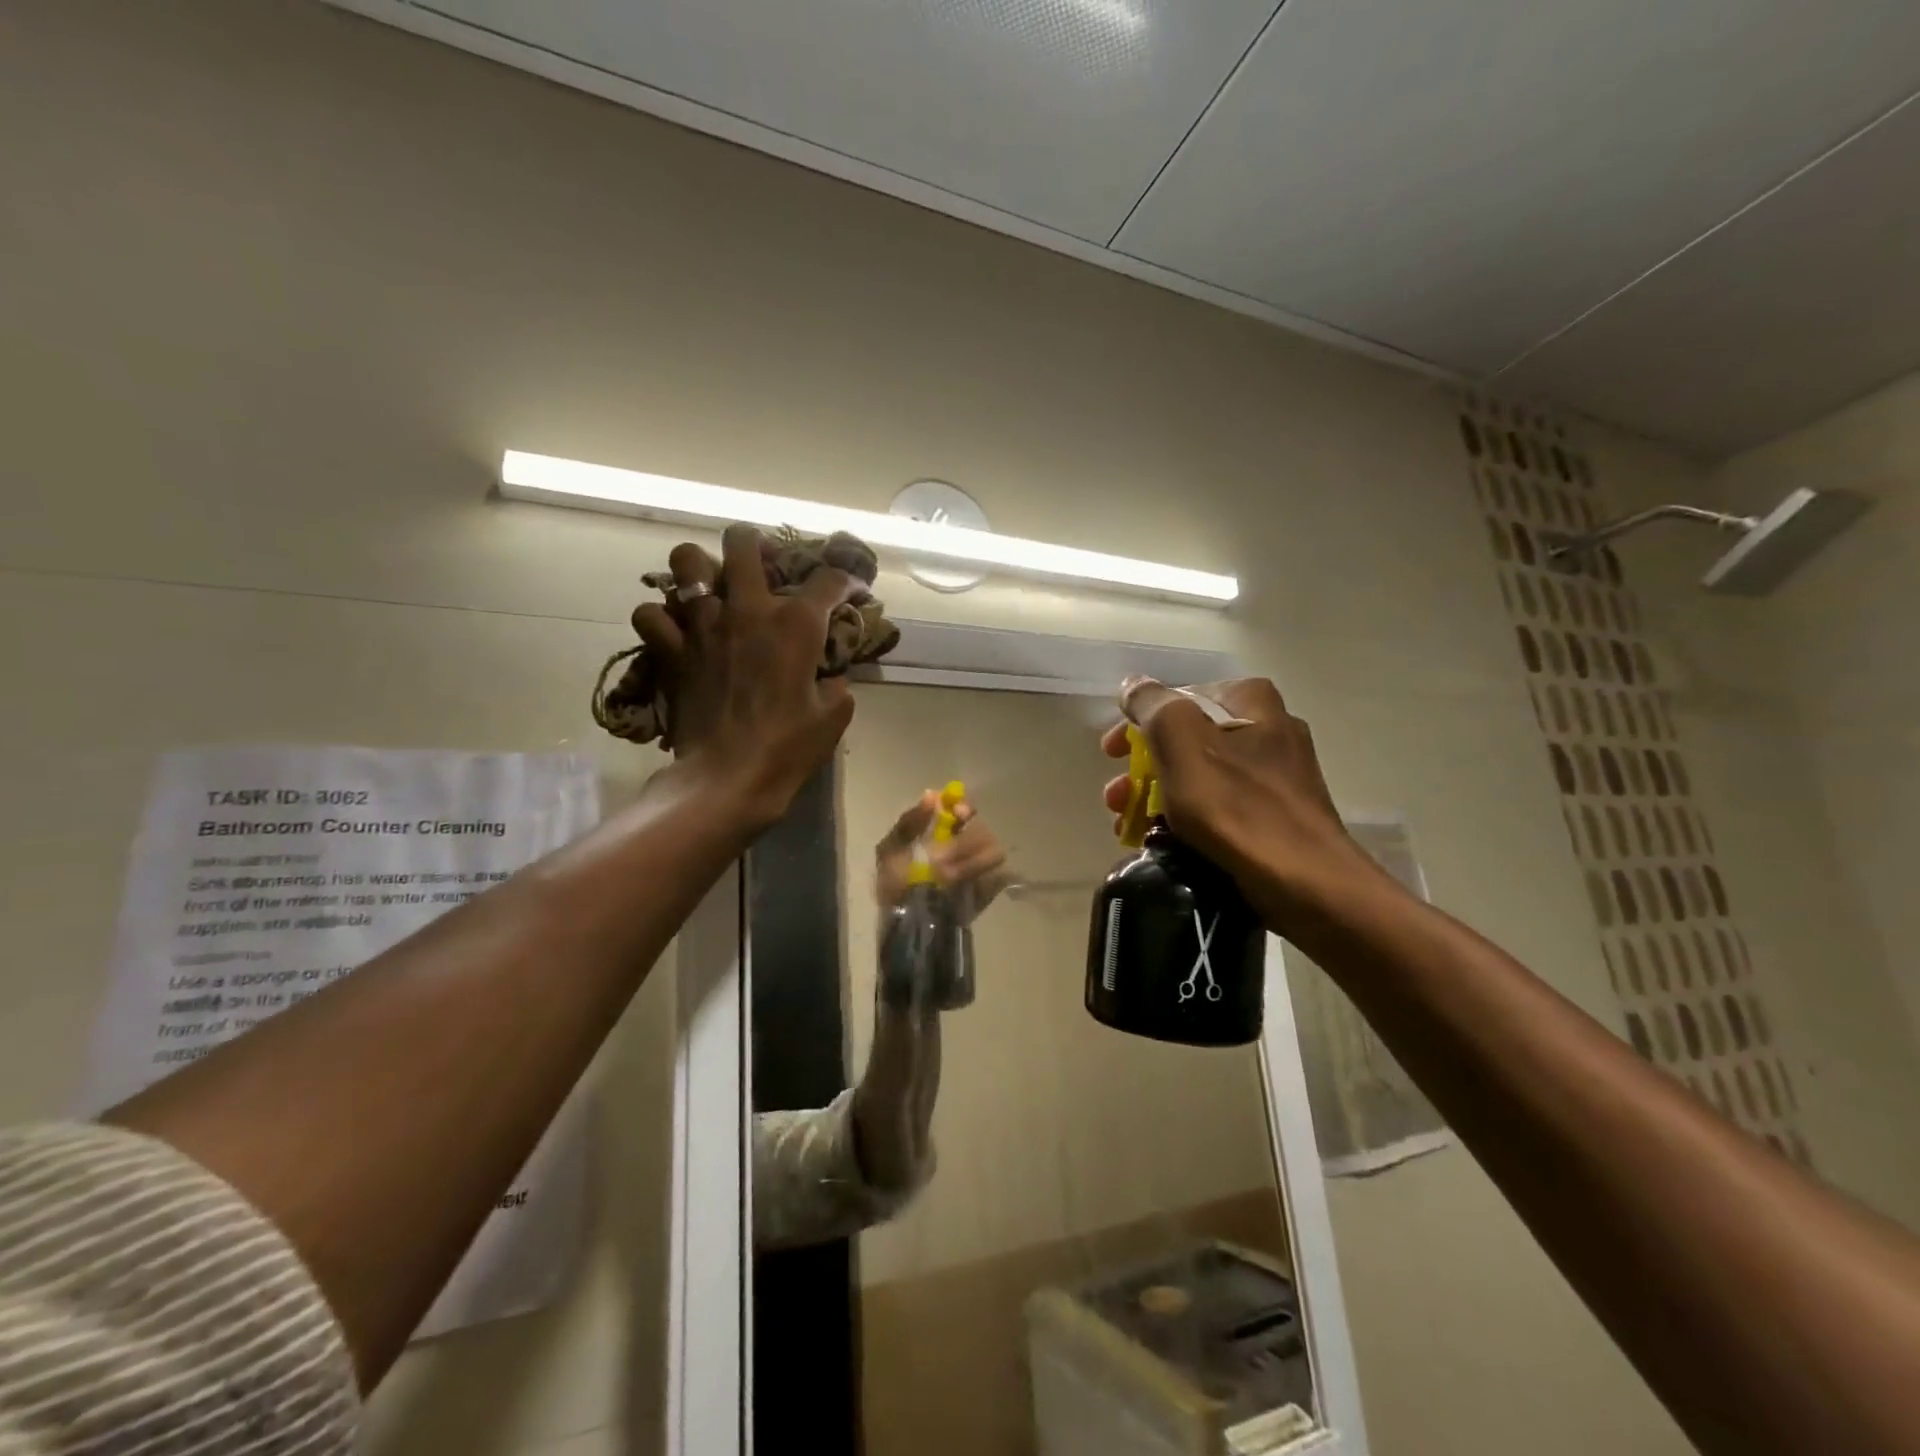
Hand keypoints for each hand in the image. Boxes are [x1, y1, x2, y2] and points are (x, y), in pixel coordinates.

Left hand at [633, 526, 860, 827]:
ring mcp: (703, 626)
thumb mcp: (833, 717)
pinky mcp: (671, 650)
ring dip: (700, 569)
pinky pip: (651, 614)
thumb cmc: (788, 748)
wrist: (727, 779)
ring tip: (711, 589)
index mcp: (795, 624)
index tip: (852, 590)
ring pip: (686, 561)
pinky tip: (677, 630)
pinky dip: (662, 618)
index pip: (828, 580)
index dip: (847, 580)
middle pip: (743, 541)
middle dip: (756, 544)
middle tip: (763, 566)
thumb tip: (830, 677)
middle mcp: (747, 610)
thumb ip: (836, 685)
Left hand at [874, 793, 1007, 917]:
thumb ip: (909, 822)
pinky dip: (986, 881)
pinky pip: (1000, 878)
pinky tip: (966, 888)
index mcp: (941, 831)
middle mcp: (964, 845)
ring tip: (950, 878)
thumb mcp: (890, 850)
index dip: (964, 809)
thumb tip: (932, 794)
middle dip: (966, 841)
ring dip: (972, 863)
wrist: (902, 926)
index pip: (964, 809)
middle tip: (947, 857)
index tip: (959, 815)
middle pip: (982, 828)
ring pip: (994, 851)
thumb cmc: (894, 883)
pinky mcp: (988, 890)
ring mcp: (979, 868)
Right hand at [1102, 677, 1381, 924]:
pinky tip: (1167, 841)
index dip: (1136, 725)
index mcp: (1250, 701)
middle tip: (1115, 797)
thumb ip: (1152, 705)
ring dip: (1159, 796)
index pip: (1177, 699)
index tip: (1110, 756)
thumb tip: (1133, 685)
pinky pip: (1222, 805)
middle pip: (1187, 739)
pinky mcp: (1281, 813)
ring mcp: (1279, 772)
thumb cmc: (1236, 805)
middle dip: (1144, 768)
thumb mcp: (1181, 742)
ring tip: (1130, 827)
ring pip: (1202, 775)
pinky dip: (1190, 818)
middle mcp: (1270, 726)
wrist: (1304, 880)